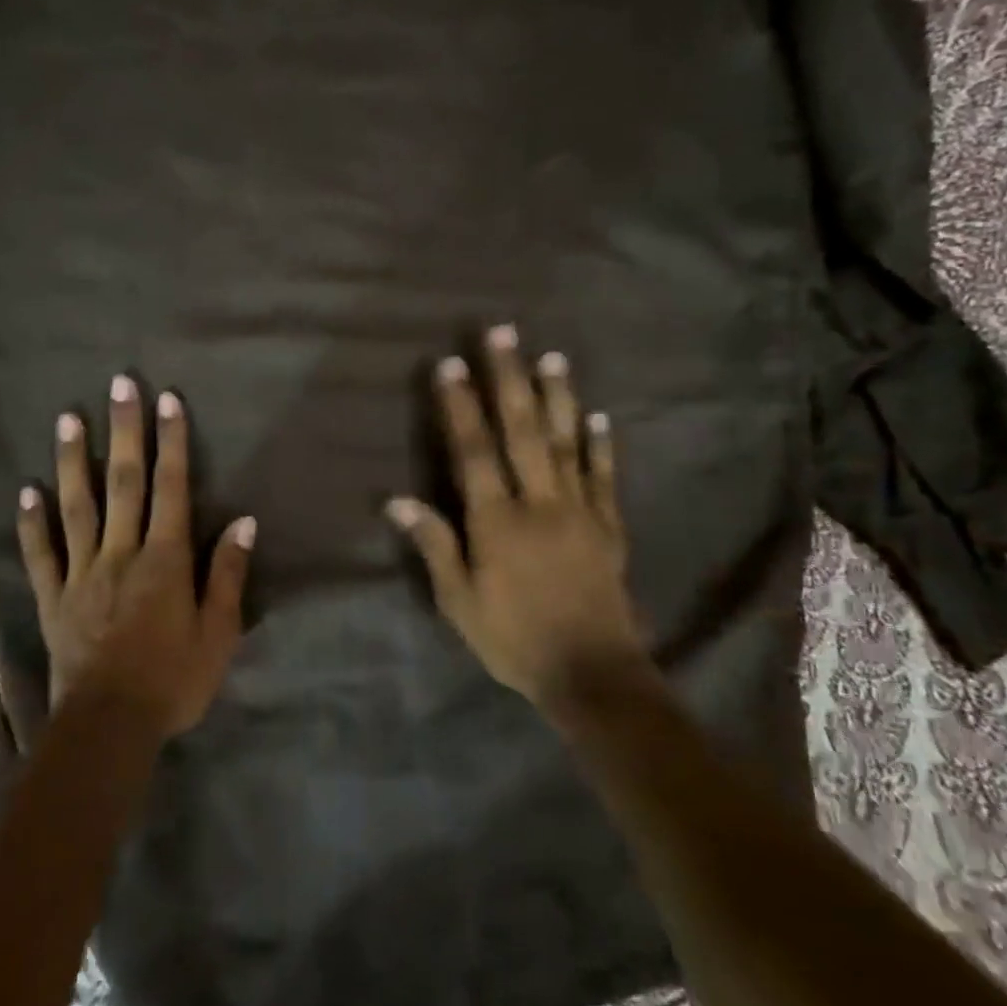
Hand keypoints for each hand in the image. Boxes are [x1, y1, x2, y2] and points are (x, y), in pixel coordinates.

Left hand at [16, 376, 255, 739]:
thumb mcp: (219, 633)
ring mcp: (81, 572)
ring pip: (77, 506)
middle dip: (124, 430)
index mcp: (165, 559)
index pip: (171, 488)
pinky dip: (32, 522)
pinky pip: (40, 554)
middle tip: (118, 385)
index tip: (168, 400)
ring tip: (67, 419)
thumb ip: (228, 573)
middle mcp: (121, 552)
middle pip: (123, 482)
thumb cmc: (174, 680)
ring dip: (72, 460)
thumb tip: (245, 521)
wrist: (110, 726)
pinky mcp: (53, 598)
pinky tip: (27, 491)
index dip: (172, 442)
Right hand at [387, 324, 655, 707]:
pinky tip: (598, 416)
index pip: (473, 451)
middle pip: (521, 431)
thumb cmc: (513, 638)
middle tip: (502, 333)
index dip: (460, 407)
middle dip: (509, 379)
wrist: (591, 672)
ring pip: (565, 442)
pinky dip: (601, 444)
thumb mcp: (459, 602)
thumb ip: (435, 546)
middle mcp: (539, 503)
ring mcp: (579, 510)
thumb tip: (398, 500)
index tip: (450, 365)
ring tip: (552, 356)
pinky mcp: (608, 525)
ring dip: (558, 396)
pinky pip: (604, 476)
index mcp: (496, 521)